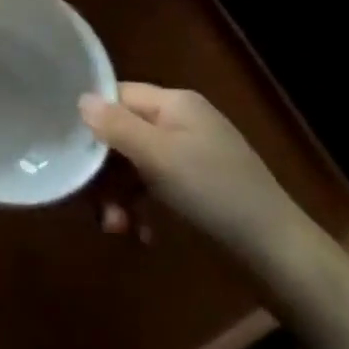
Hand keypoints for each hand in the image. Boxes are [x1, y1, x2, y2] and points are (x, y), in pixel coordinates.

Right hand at [81, 82, 314, 263]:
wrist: (277, 251)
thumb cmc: (213, 192)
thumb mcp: (158, 156)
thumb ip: (116, 126)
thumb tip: (81, 99)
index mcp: (175, 103)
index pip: (118, 96)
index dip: (92, 120)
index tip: (71, 151)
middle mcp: (181, 122)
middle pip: (123, 135)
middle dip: (105, 173)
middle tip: (96, 208)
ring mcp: (190, 155)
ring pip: (135, 166)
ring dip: (120, 197)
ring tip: (118, 230)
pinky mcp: (196, 188)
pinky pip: (155, 188)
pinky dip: (143, 209)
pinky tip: (143, 235)